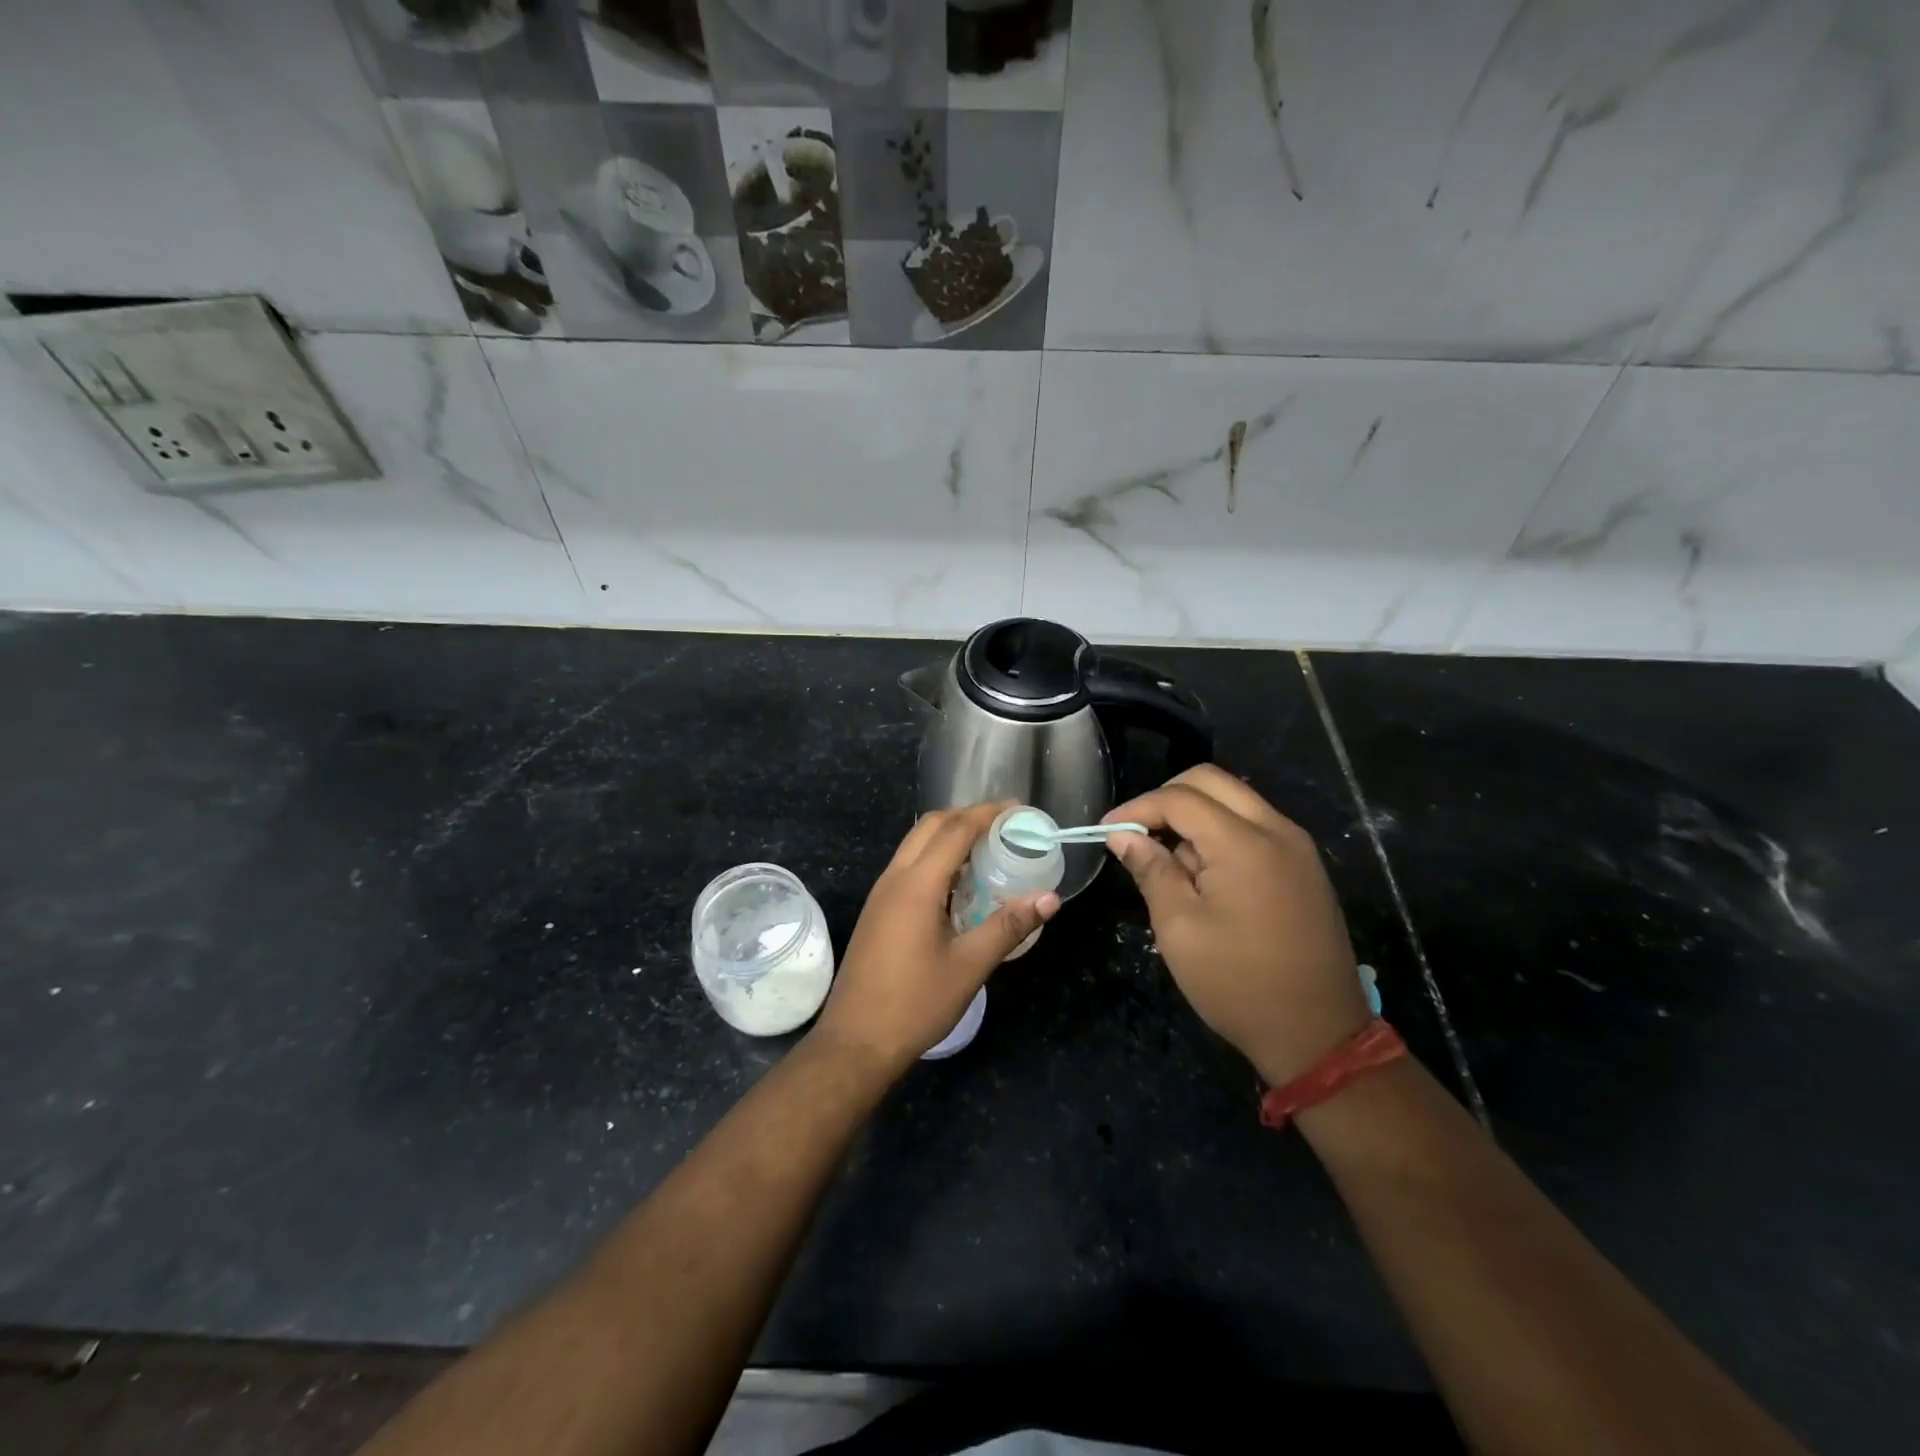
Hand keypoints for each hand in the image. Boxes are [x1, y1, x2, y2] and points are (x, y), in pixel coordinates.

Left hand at [813, 801, 1059, 1075]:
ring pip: (915, 844)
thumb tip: (1050, 898)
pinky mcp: (878, 910)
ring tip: (987, 849)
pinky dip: (935, 858)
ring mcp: (881, 893)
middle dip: (966, 816)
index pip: (955, 830)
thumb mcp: (969, 966)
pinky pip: (908, 866)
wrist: (856, 1041)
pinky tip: (959, 884)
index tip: (1018, 809)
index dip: (987, 813)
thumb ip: (1008, 926)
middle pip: (930, 826)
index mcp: (917, 884)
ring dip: (948, 836)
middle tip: (1004, 825)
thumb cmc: (916, 1003)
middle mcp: (895, 878)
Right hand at [1104, 765, 1369, 1086]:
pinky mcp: (1304, 866)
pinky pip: (1254, 825)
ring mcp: (1297, 846)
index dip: (1137, 808)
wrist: (1318, 1035)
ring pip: (1234, 800)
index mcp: (1245, 844)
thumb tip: (1123, 836)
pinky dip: (1220, 832)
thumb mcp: (1180, 929)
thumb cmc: (1239, 984)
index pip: (1179, 799)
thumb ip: (1151, 871)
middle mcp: (1277, 830)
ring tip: (1168, 861)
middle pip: (1211, 782)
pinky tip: (1202, 874)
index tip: (1106, 831)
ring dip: (1194, 816)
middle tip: (1137, 834)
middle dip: (1166, 799)